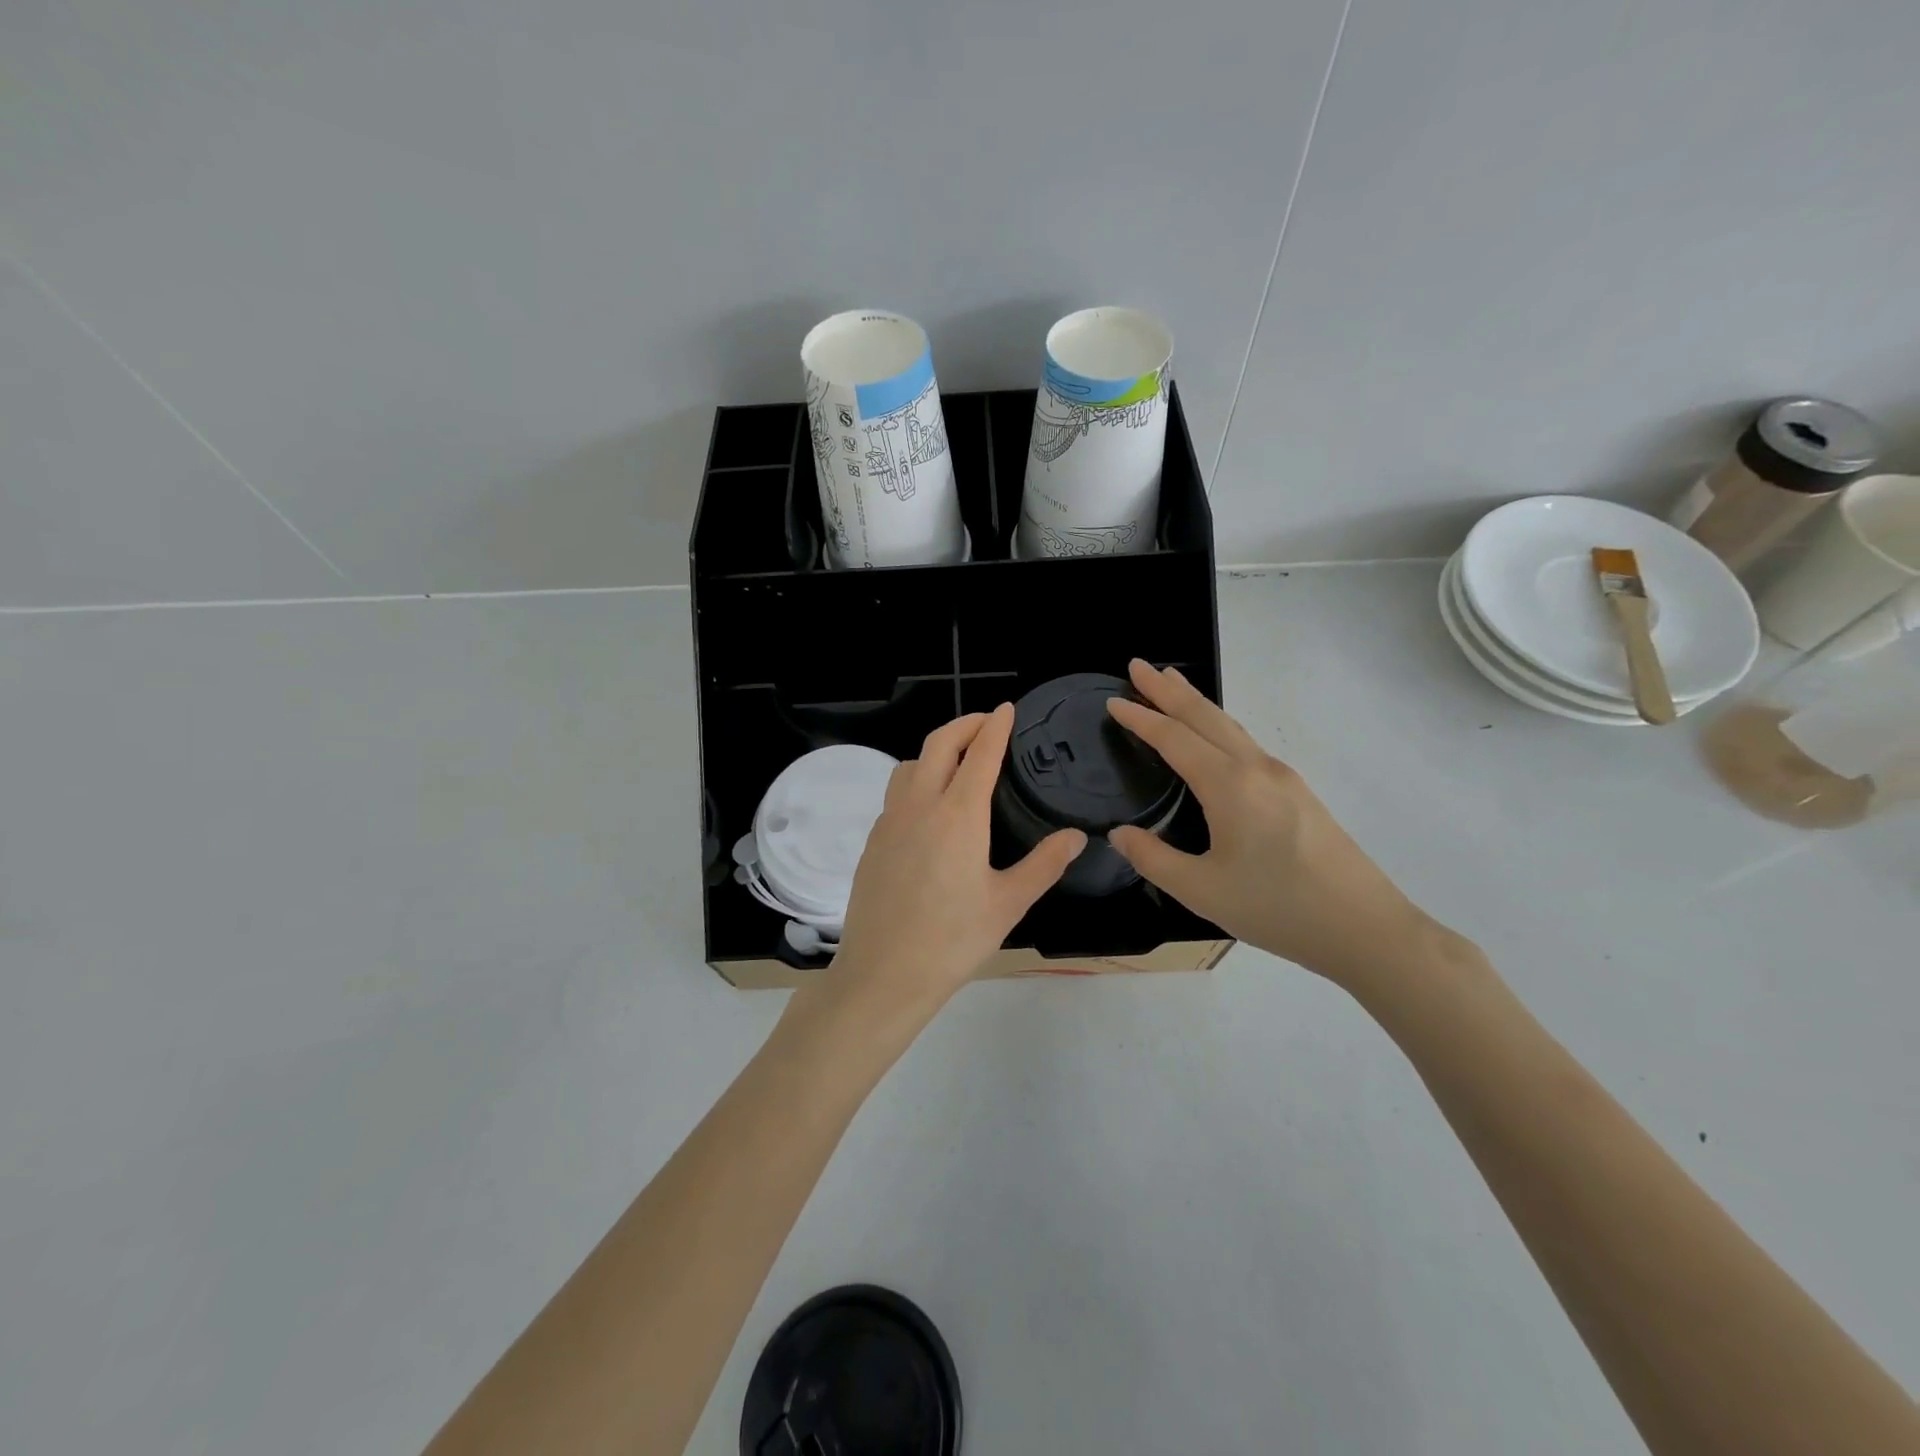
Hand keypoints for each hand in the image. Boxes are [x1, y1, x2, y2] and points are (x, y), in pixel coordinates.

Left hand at [815, 706, 1085, 1029]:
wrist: (883, 974)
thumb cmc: (953, 940)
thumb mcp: (1008, 904)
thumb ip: (1044, 864)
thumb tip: (1076, 836)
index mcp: (958, 815)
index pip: (980, 754)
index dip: (995, 726)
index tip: (1007, 709)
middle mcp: (920, 805)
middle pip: (939, 743)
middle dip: (964, 724)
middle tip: (987, 722)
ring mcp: (889, 821)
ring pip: (910, 764)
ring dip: (935, 749)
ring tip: (958, 761)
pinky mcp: (873, 840)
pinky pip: (895, 793)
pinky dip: (916, 779)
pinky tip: (929, 806)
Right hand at [1107, 660, 1431, 984]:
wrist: (1365, 929)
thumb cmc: (1277, 908)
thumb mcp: (1201, 891)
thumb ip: (1153, 858)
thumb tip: (1119, 833)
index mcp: (1229, 786)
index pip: (1175, 738)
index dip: (1141, 718)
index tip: (1113, 700)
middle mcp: (1257, 769)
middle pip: (1206, 717)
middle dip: (1169, 690)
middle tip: (1137, 666)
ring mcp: (1283, 778)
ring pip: (1230, 727)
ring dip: (1196, 704)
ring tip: (1171, 684)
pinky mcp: (1298, 793)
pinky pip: (1246, 744)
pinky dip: (1218, 726)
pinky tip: (1214, 737)